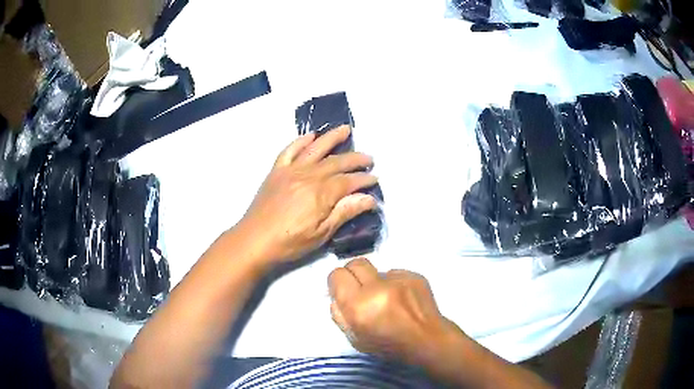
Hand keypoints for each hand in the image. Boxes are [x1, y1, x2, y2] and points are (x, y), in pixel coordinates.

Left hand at [238, 125, 377, 264]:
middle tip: (369, 159)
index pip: (348, 181)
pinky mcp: (276, 171)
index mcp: (321, 192)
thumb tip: (369, 198)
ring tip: (345, 129)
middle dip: (355, 159)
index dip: (363, 179)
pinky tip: (311, 136)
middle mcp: (308, 175)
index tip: (375, 179)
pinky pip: (289, 150)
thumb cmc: (290, 242)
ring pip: (315, 149)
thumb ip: (345, 212)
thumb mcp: (322, 233)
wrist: (254, 240)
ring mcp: (290, 170)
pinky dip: (301, 141)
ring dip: (332, 137)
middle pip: (336, 162)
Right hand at [328, 258, 458, 364]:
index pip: (337, 275)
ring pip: (377, 271)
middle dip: (354, 274)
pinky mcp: (414, 275)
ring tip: (387, 299)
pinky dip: (394, 284)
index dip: (337, 282)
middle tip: (360, 289)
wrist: (426, 339)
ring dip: (376, 282)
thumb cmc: (388, 344)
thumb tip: (336, 296)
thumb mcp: (354, 338)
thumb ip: (340, 315)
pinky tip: (401, 298)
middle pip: (355, 263)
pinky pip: (395, 274)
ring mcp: (398, 279)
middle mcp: (377, 287)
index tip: (342, 290)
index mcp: (358, 305)